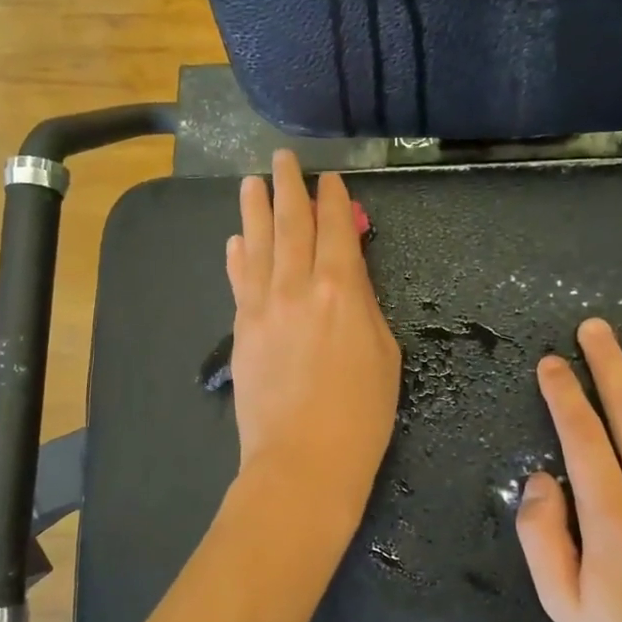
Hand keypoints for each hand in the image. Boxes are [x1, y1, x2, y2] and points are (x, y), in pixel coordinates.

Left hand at [226, 150, 400, 537]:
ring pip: (257, 244)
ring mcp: (262, 307)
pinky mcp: (241, 331)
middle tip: (281, 159)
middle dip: (288, 187)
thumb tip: (348, 281)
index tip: (329, 179)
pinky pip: (239, 281)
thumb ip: (365, 308)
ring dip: (254, 210)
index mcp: (341, 289)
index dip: (334, 200)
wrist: (302, 462)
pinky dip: (237, 256)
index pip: (336, 230)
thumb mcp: (385, 355)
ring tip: (251, 183)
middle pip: (291, 225)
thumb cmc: (361, 416)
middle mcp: (297, 286)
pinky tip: (236, 240)